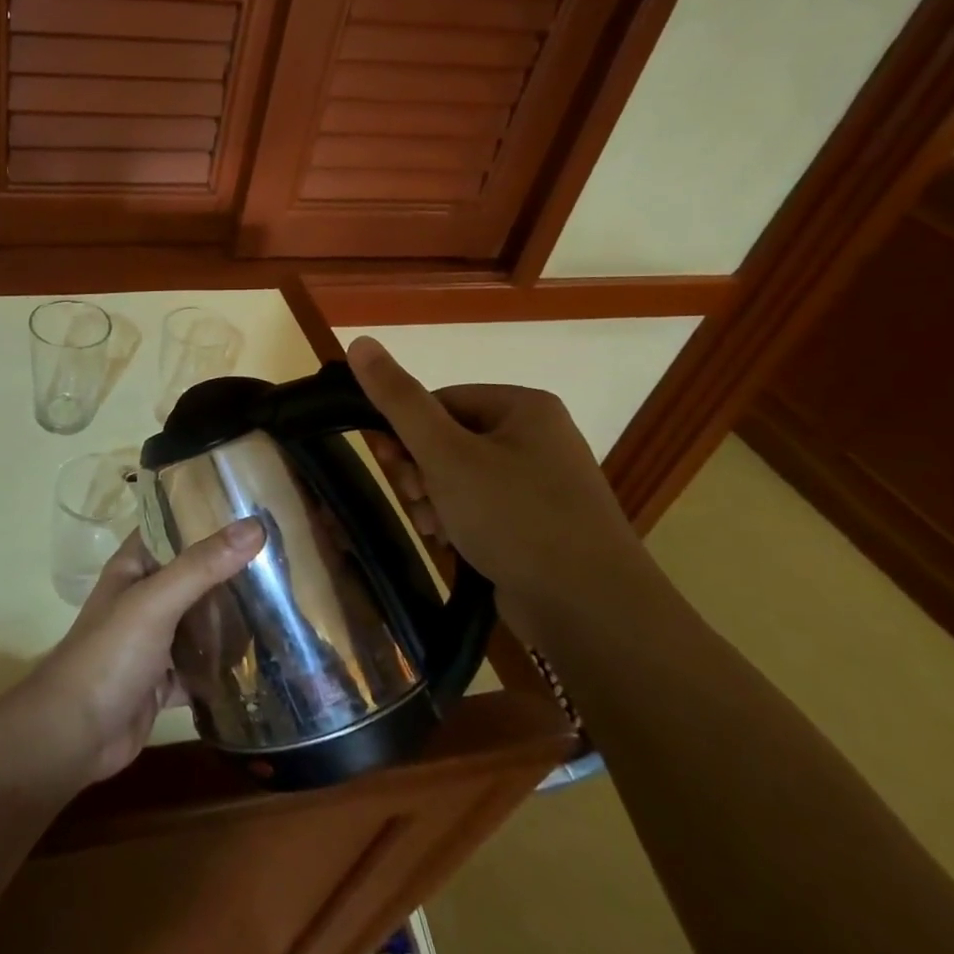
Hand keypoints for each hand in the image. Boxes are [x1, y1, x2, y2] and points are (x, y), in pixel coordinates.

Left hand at [19, 518, 263, 784]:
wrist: (74, 735)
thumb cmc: (109, 654)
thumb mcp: (156, 601)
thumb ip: (203, 565)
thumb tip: (255, 526)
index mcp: (134, 567)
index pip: (173, 528)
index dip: (208, 518)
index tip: (257, 513)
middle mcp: (144, 598)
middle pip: (194, 576)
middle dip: (232, 572)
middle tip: (285, 562)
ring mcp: (154, 641)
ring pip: (200, 622)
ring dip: (232, 619)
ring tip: (285, 605)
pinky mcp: (164, 680)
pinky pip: (202, 666)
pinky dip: (225, 666)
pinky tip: (263, 663)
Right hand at [346, 336, 667, 639]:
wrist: (592, 610)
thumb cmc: (515, 517)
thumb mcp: (445, 454)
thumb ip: (399, 400)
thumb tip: (360, 343)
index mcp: (523, 406)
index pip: (439, 401)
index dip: (406, 433)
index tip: (390, 464)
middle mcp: (537, 437)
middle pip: (448, 439)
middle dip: (421, 472)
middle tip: (417, 501)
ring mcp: (542, 482)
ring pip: (460, 477)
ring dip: (434, 500)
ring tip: (434, 529)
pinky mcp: (540, 523)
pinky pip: (483, 507)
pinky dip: (459, 521)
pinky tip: (452, 543)